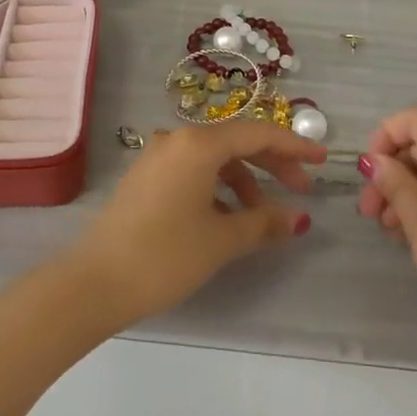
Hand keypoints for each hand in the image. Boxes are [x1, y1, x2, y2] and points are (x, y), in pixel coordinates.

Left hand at [64, 122, 326, 329]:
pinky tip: (226, 217)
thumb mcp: (221, 240)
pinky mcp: (146, 177)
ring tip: (261, 216)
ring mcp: (157, 157)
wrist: (94, 282)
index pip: (257, 133)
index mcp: (198, 144)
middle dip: (272, 163)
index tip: (322, 160)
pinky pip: (193, 170)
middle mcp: (177, 139)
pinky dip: (218, 187)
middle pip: (236, 142)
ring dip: (244, 180)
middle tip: (301, 189)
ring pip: (214, 158)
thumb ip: (264, 222)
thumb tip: (298, 218)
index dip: (293, 145)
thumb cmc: (165, 255)